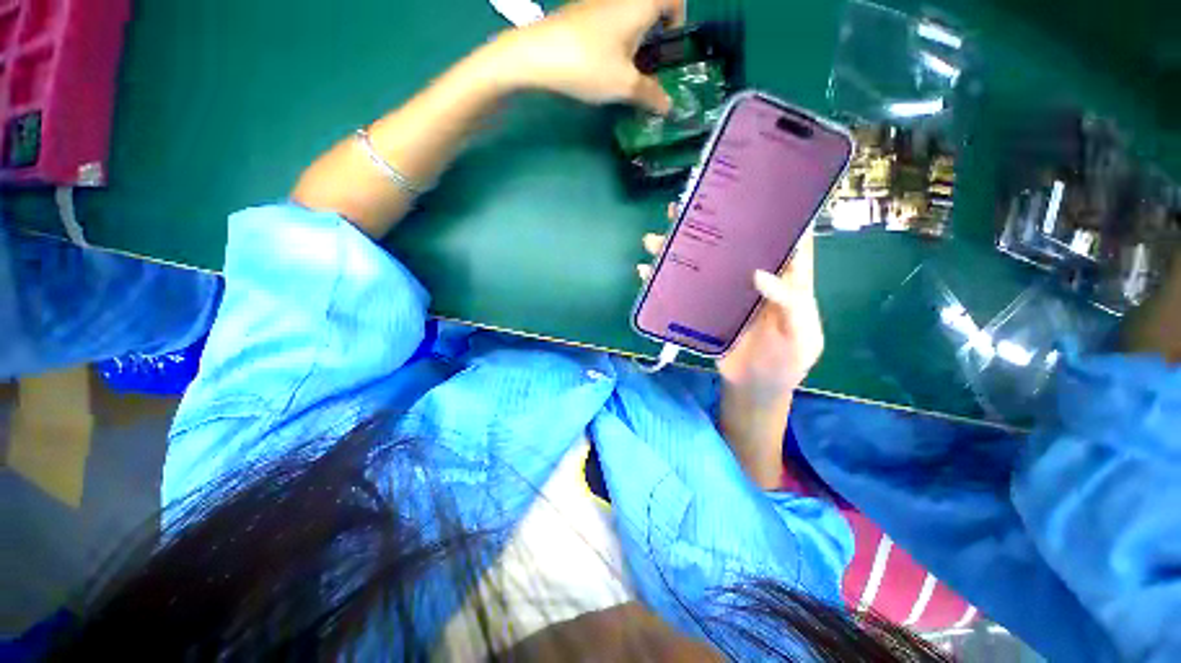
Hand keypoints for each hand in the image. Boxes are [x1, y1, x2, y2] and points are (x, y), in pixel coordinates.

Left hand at [496, 0, 684, 113]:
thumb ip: (651, 95)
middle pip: (650, 7)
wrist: (536, 54)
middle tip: (650, 67)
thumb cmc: (589, 64)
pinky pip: (609, 21)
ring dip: (634, 40)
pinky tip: (603, 65)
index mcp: (640, 3)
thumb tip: (669, 107)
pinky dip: (615, 39)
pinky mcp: (580, 13)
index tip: (670, 47)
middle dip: (656, 35)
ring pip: (628, 16)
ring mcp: (597, 2)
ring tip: (627, 72)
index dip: (679, 19)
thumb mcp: (625, 86)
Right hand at [638, 204, 824, 400]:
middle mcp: (751, 277)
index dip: (769, 210)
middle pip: (730, 243)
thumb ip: (789, 304)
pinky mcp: (704, 308)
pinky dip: (663, 281)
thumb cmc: (784, 363)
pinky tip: (645, 272)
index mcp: (784, 278)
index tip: (749, 188)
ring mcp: (724, 292)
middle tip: (682, 207)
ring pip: (701, 262)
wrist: (755, 388)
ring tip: (654, 239)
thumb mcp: (800, 336)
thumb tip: (759, 272)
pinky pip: (683, 290)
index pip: (780, 236)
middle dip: (708, 223)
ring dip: (676, 249)